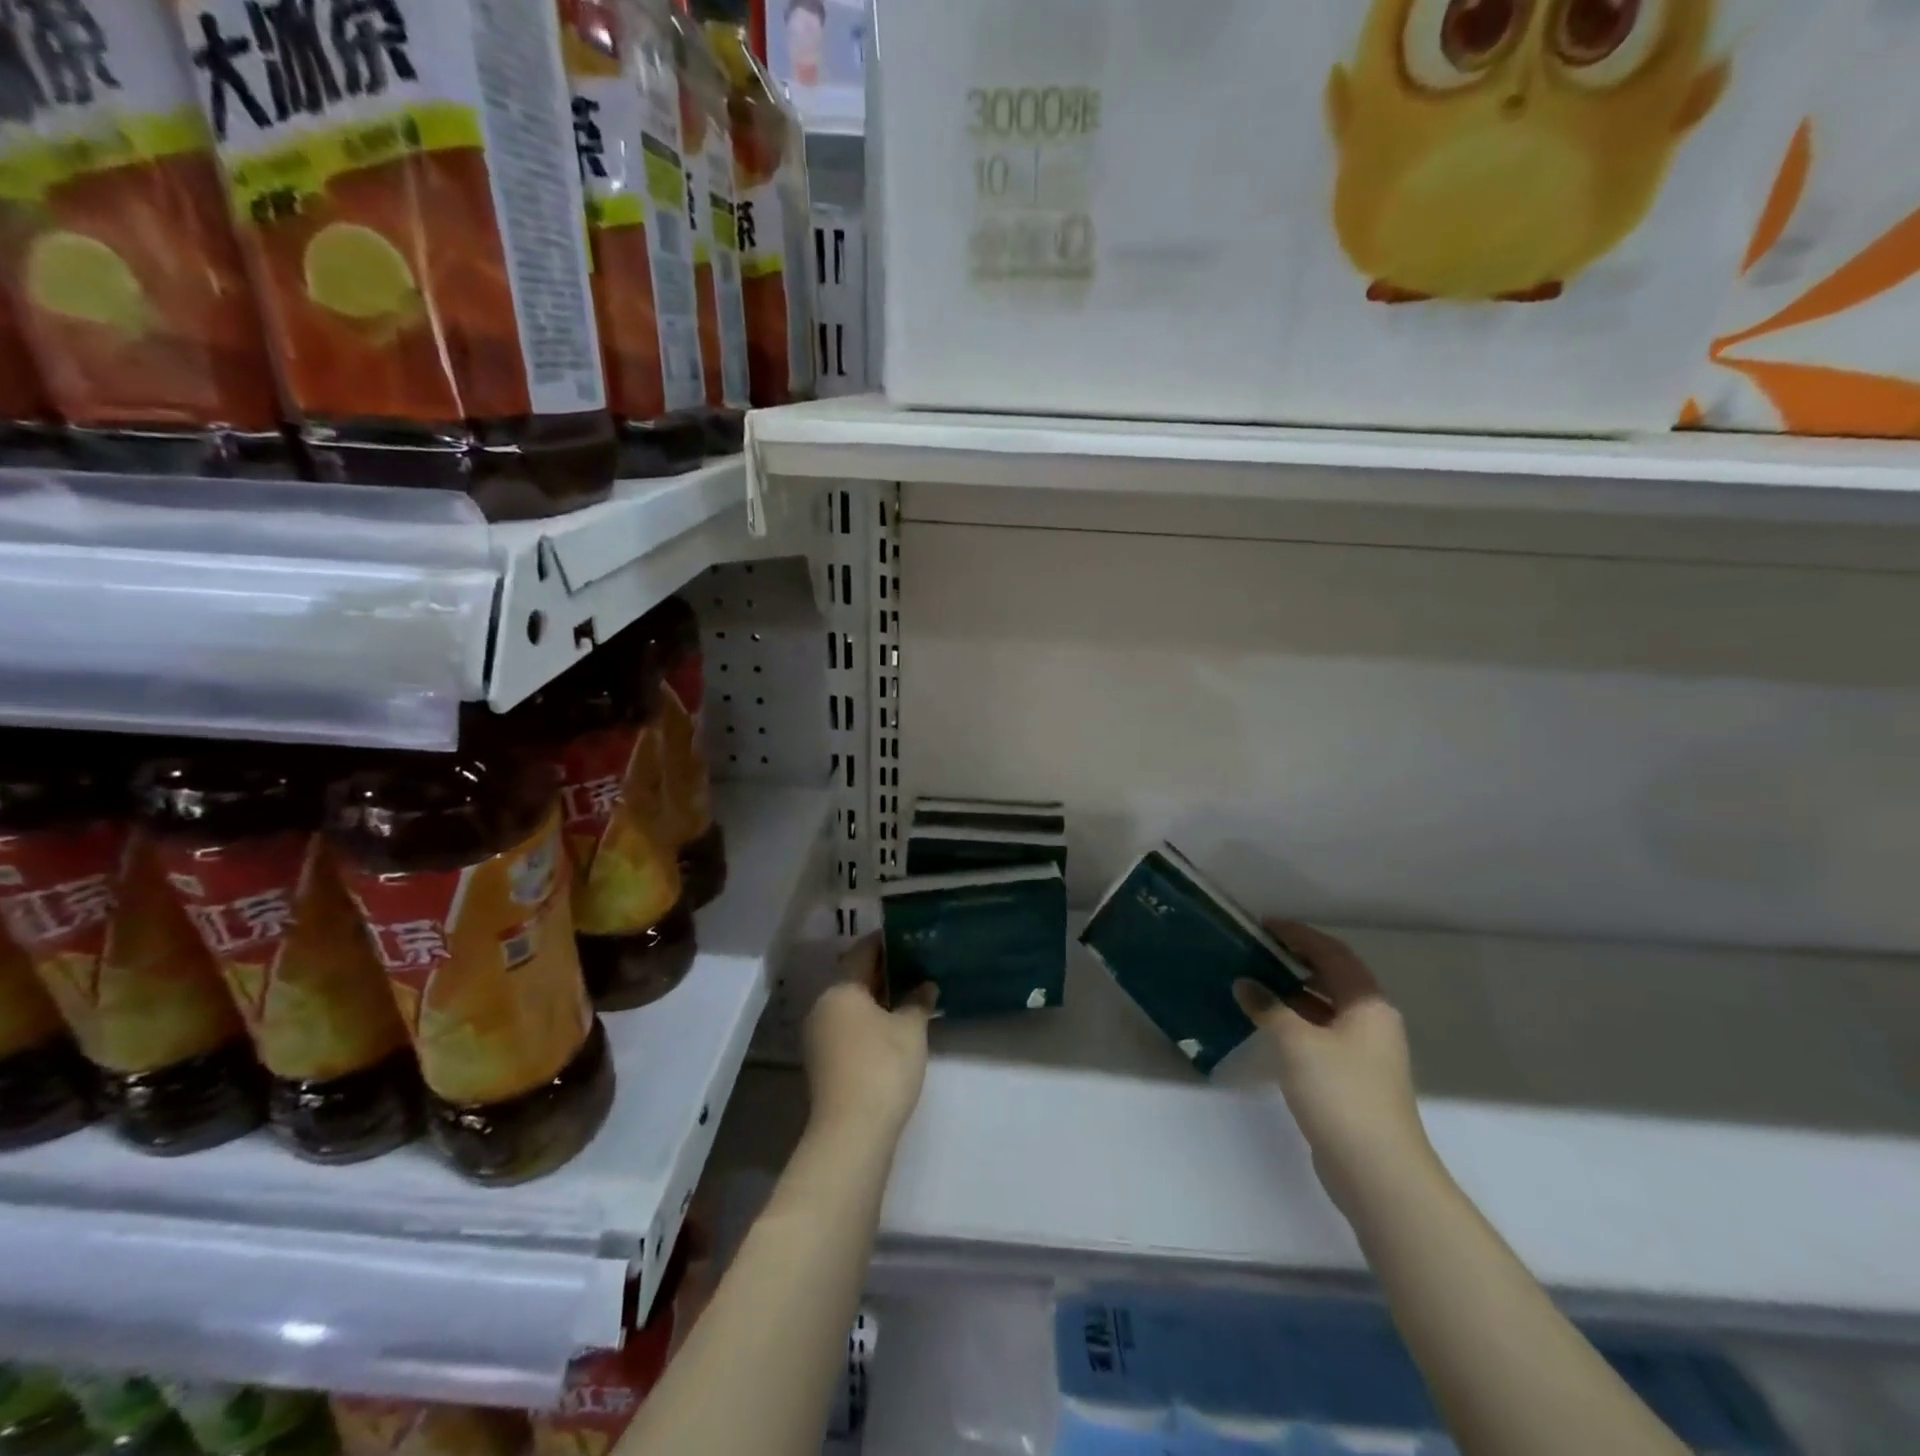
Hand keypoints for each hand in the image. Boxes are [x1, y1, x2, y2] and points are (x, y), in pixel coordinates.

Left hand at [803, 937, 935, 1143]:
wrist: (852, 1132)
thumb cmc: (882, 1066)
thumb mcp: (910, 1029)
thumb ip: (917, 1002)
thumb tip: (925, 985)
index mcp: (840, 990)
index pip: (861, 953)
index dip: (883, 942)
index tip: (905, 936)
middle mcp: (823, 1007)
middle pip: (853, 979)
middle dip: (881, 972)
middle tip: (912, 964)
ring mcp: (819, 1037)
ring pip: (849, 1006)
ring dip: (875, 999)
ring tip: (907, 995)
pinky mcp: (823, 1063)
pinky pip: (847, 1028)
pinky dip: (867, 1022)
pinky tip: (892, 1028)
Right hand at [1234, 922, 1431, 1214]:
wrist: (1377, 1171)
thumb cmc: (1341, 1093)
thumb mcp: (1297, 1042)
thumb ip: (1269, 1007)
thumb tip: (1245, 984)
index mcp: (1368, 1004)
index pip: (1332, 954)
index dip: (1299, 935)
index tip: (1264, 925)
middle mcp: (1372, 1022)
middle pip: (1332, 977)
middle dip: (1295, 960)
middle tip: (1255, 949)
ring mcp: (1364, 1053)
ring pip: (1325, 1007)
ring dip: (1292, 991)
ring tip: (1253, 980)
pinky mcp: (1352, 1078)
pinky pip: (1320, 1033)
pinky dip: (1295, 1020)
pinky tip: (1267, 1024)